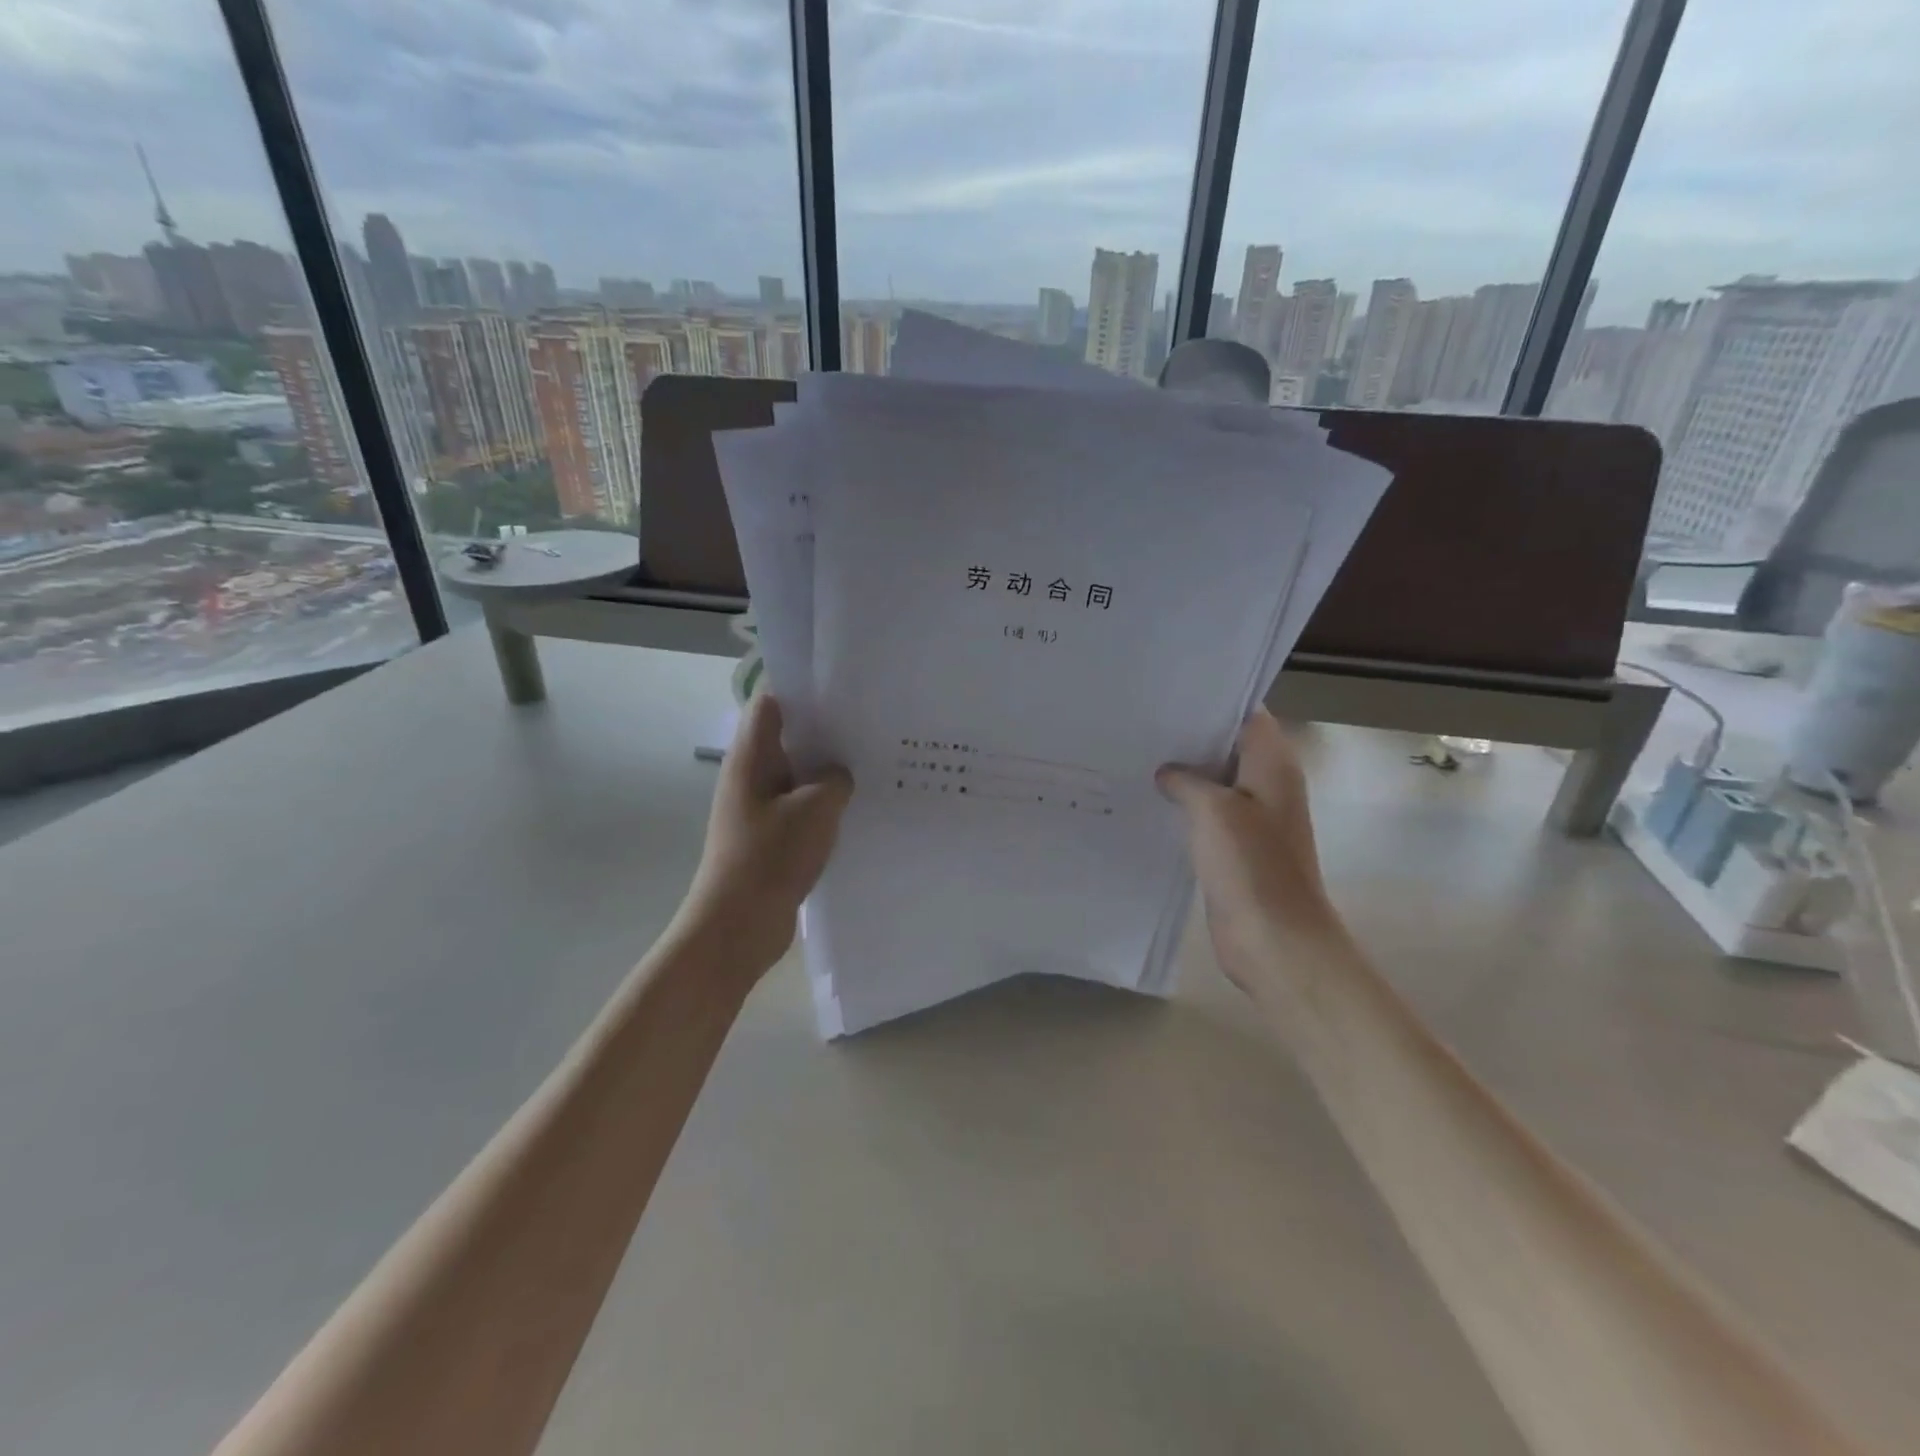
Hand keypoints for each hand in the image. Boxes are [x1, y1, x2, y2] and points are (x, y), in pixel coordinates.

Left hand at [679, 693, 853, 976]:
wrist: (737, 925)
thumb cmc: (770, 857)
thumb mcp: (816, 810)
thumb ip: (834, 779)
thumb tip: (839, 774)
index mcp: (751, 757)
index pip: (770, 702)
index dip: (802, 687)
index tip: (843, 685)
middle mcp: (750, 775)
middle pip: (787, 736)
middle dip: (825, 729)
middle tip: (870, 723)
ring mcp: (758, 807)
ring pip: (796, 774)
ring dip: (827, 770)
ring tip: (871, 761)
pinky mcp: (769, 835)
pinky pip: (799, 806)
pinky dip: (824, 802)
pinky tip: (856, 806)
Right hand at [1157, 710, 1344, 989]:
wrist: (1274, 939)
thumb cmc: (1251, 866)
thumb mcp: (1213, 810)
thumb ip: (1186, 780)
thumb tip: (1167, 772)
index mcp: (1273, 764)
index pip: (1246, 714)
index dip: (1211, 700)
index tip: (1168, 693)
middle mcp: (1267, 784)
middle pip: (1226, 746)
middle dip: (1188, 736)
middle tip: (1140, 722)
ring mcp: (1251, 817)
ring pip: (1214, 781)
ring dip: (1182, 773)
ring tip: (1136, 754)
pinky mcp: (1235, 846)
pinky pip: (1206, 814)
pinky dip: (1182, 805)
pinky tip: (1147, 799)